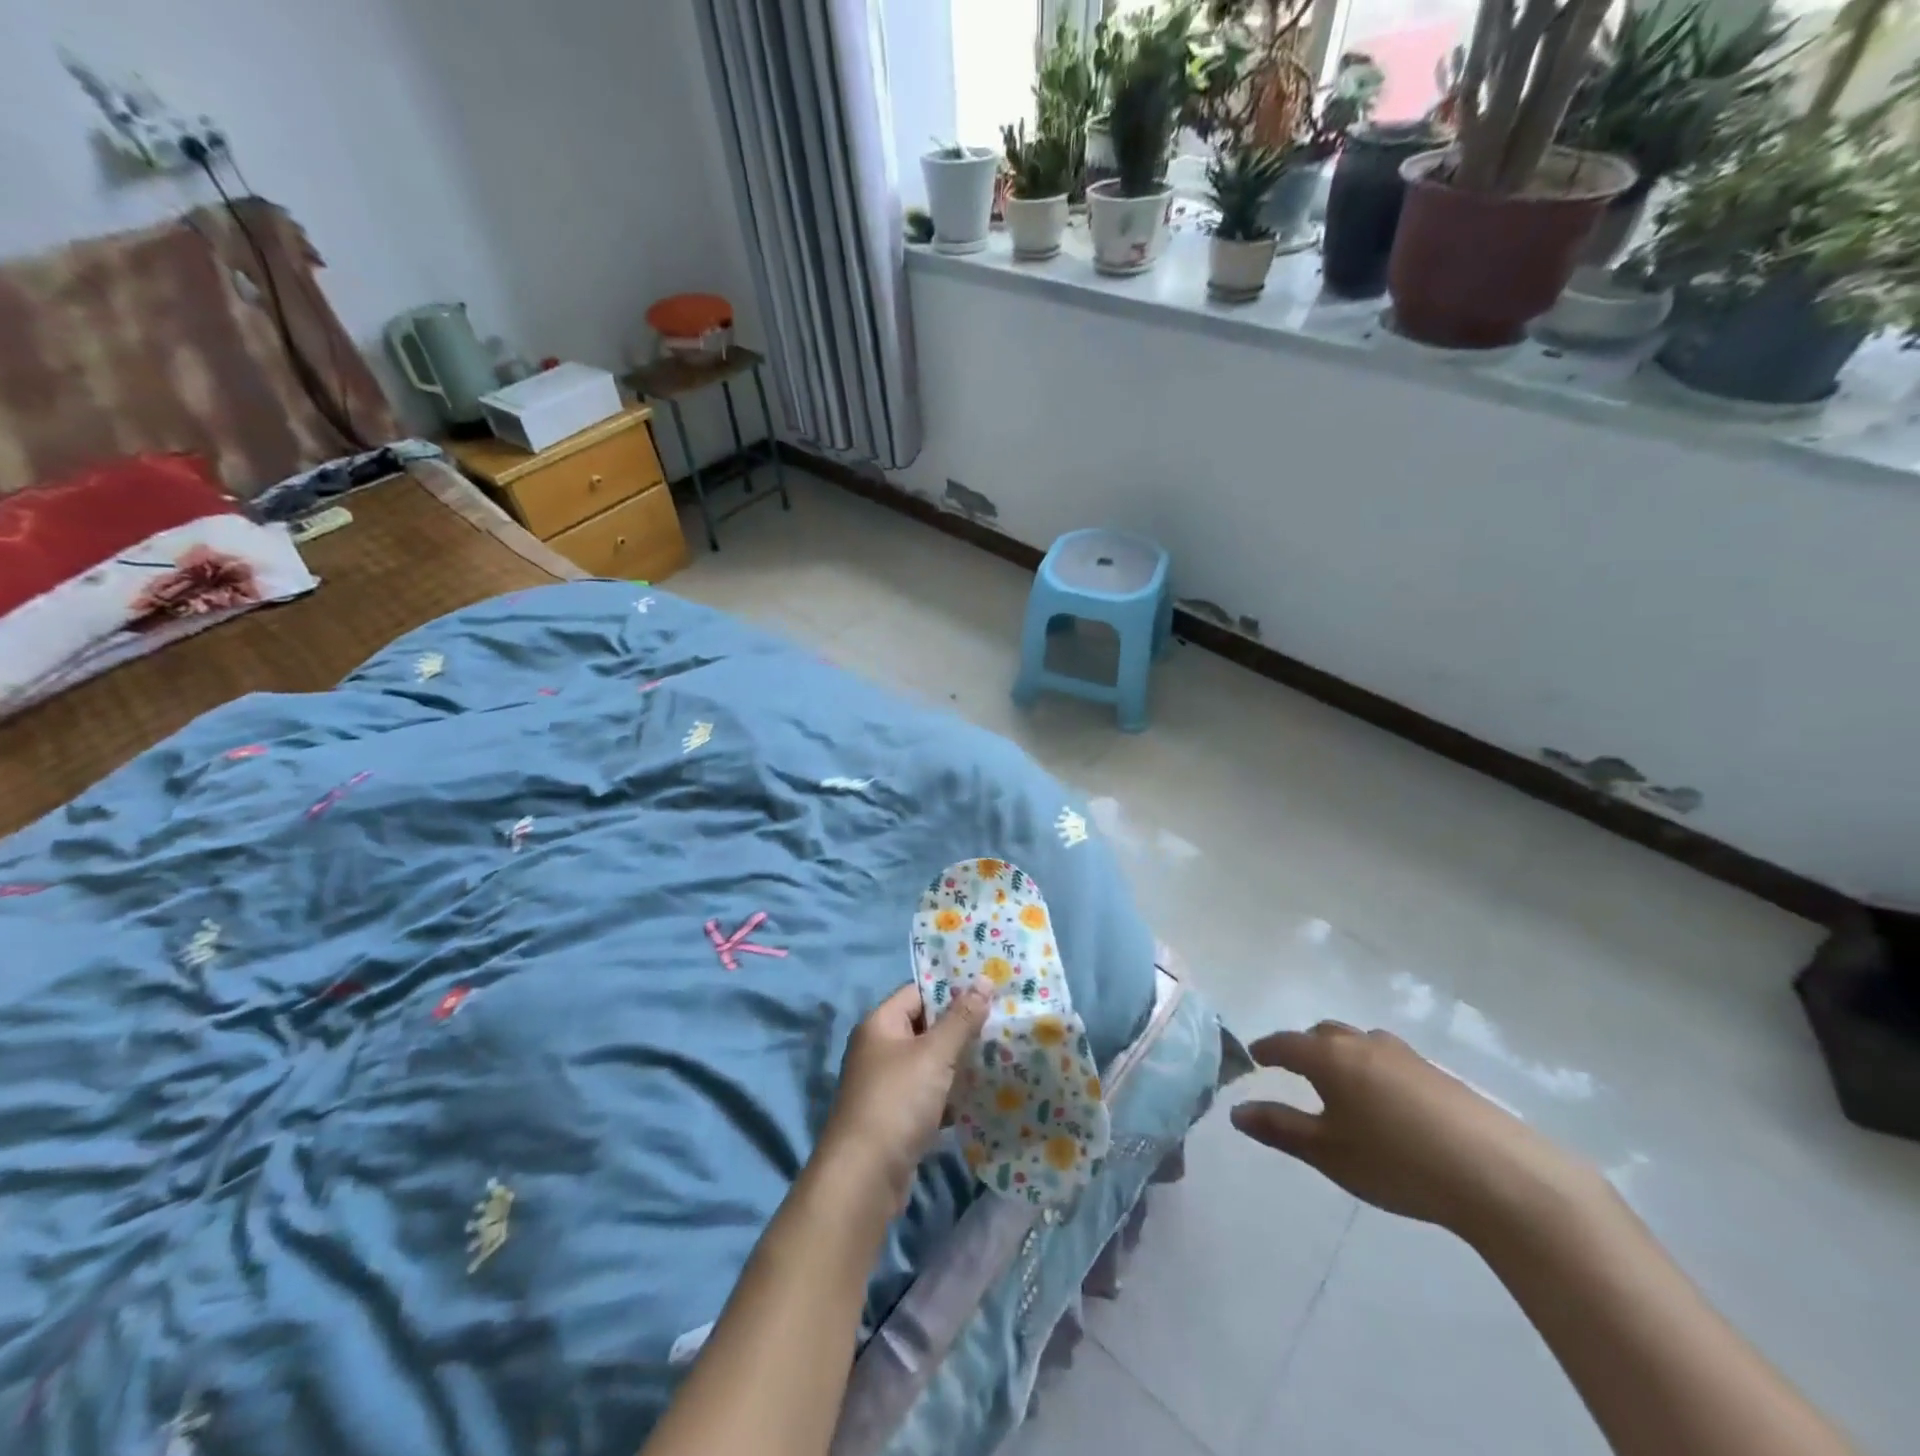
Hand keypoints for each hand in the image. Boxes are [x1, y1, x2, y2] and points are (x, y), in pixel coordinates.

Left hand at [820, 982, 992, 1209]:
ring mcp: (886, 1084)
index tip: (989, 990)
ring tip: (1001, 1054)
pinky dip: (951, 1093)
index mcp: (880, 1024)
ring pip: (929, 1062)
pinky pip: (929, 1093)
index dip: (952, 989)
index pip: (919, 992)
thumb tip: (984, 979)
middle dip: (961, 1027)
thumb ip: (961, 1018)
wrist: (864, 1178)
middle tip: (1002, 1022)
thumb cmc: (897, 1102)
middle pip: (925, 1026)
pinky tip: (981, 1095)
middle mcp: (879, 1048)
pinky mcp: (896, 1116)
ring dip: (959, 1062)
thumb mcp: (934, 1055)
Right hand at [1230, 1021, 1594, 1241]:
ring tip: (1341, 1084)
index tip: (1254, 1057)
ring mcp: (1406, 1055)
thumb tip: (1236, 1112)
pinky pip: (1390, 1059)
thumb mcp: (1329, 1153)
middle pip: (1324, 1034)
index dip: (1266, 1049)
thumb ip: (1280, 1128)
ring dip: (1342, 1054)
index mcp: (1329, 1056)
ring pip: (1360, 1043)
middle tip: (1295, 1069)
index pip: (1286, 1043)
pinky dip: (1373, 1069)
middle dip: (1304, 1047)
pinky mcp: (1439, 1074)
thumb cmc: (1398, 1162)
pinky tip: (1386, 1102)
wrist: (1500, 1176)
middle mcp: (1363, 1044)